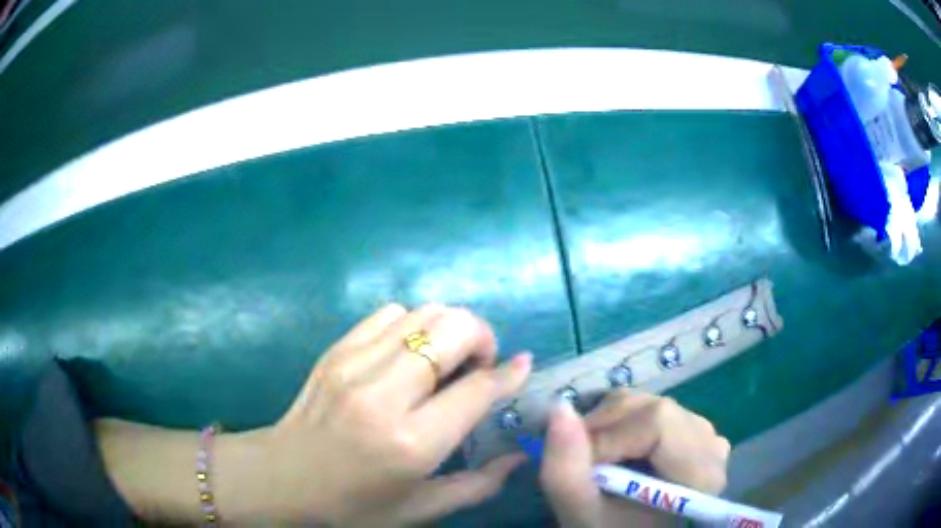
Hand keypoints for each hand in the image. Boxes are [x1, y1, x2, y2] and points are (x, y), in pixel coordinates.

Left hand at [223, 304, 531, 525]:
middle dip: (482, 338)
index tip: (523, 366)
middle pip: (453, 330)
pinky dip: (412, 324)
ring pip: (424, 313)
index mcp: (411, 443)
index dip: (508, 373)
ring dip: (448, 328)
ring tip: (445, 359)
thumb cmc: (352, 505)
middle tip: (478, 365)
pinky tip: (408, 353)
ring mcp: (354, 365)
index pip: (477, 389)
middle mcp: (385, 395)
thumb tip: (520, 456)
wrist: (282, 478)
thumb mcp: (420, 508)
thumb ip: (478, 485)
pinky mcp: (336, 350)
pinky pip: (389, 313)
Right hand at [539, 391, 730, 527]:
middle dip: (604, 428)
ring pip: (650, 404)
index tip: (583, 467)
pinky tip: (617, 451)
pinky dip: (622, 423)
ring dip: (610, 424)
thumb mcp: (580, 512)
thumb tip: (559, 408)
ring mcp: (705, 433)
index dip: (608, 437)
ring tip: (598, 459)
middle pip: (653, 410)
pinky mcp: (692, 429)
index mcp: (700, 471)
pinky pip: (653, 408)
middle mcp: (712, 444)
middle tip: (583, 461)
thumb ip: (565, 468)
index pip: (657, 422)